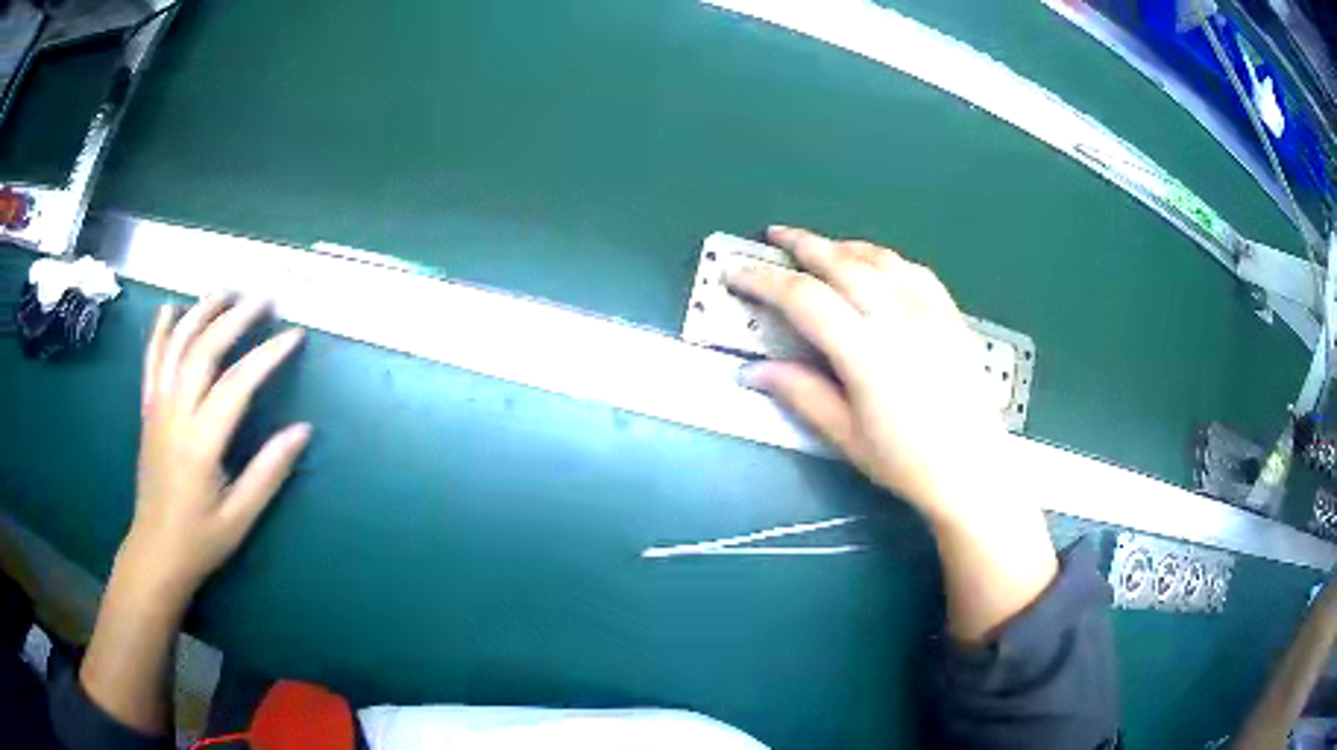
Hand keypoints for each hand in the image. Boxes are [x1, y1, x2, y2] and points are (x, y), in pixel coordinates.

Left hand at [81, 297, 310, 733]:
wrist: (155, 552)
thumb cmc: (200, 540)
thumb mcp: (240, 518)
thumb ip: (269, 472)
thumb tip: (302, 430)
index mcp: (200, 444)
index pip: (236, 384)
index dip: (266, 355)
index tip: (294, 335)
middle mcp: (175, 415)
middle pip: (203, 350)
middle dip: (235, 318)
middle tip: (264, 297)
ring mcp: (157, 409)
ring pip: (176, 346)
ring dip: (201, 312)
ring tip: (226, 289)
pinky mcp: (148, 411)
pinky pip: (151, 361)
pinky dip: (161, 331)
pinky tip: (172, 308)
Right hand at [728, 226, 1003, 521]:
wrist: (972, 468)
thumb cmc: (905, 461)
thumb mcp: (846, 436)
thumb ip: (801, 394)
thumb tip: (752, 371)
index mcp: (866, 353)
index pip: (805, 299)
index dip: (764, 281)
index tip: (736, 272)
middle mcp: (898, 319)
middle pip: (842, 264)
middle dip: (804, 244)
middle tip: (776, 236)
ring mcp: (930, 312)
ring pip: (879, 259)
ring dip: (844, 246)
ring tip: (822, 247)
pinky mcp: (951, 315)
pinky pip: (914, 270)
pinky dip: (886, 259)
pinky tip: (876, 265)